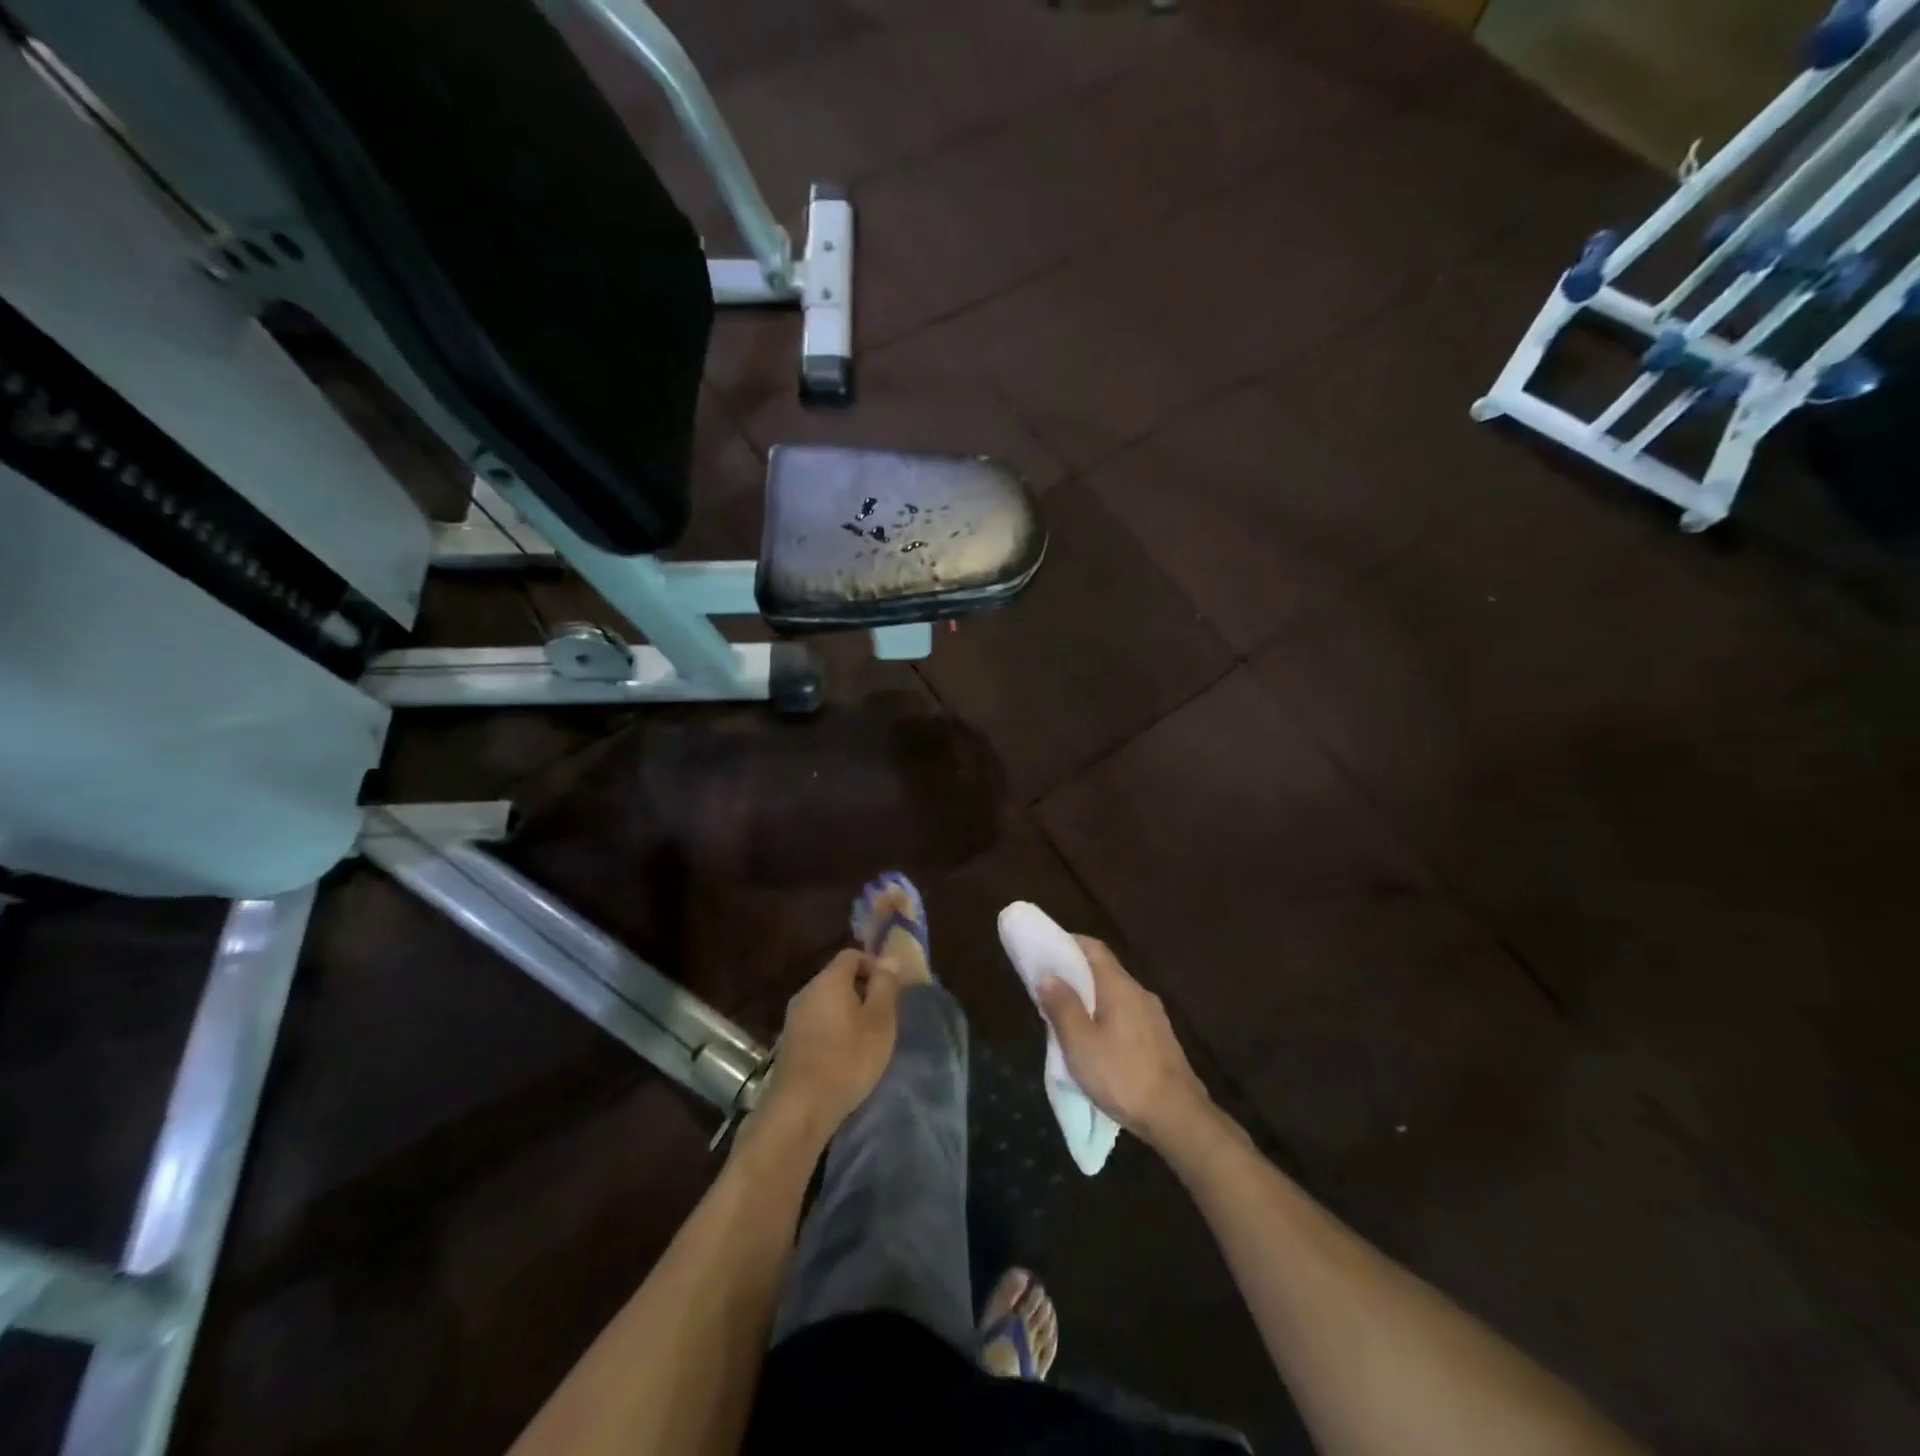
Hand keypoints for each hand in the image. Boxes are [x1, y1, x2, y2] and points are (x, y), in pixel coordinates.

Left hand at [757, 949, 900, 1142]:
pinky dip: (834, 1030)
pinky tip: (845, 1055)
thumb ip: (885, 986)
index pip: (852, 955)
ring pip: (827, 1002)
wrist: (799, 1108)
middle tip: (884, 1016)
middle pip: (838, 978)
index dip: (874, 965)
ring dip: (848, 1012)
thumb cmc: (847, 1059)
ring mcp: (794, 1018)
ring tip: (868, 1038)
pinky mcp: (789, 1043)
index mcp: (829, 980)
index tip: (892, 988)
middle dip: (863, 990)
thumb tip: (890, 957)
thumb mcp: (879, 1022)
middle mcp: (807, 992)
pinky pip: (817, 1023)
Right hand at [1037, 937, 1211, 1150]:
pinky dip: (1106, 1017)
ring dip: (1090, 999)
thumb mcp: (1080, 1043)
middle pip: (1104, 970)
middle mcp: (1139, 993)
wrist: (1178, 1117)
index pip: (1094, 948)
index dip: (1068, 943)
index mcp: (1119, 986)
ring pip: (1115, 995)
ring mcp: (1153, 1016)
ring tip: (1066, 1017)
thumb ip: (1062, 1006)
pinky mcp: (1160, 1039)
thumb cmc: (1122, 1075)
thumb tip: (1047, 976)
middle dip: (1075, 974)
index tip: (1045, 949)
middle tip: (1049, 988)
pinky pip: (1126, 1015)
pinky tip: (1095, 1041)